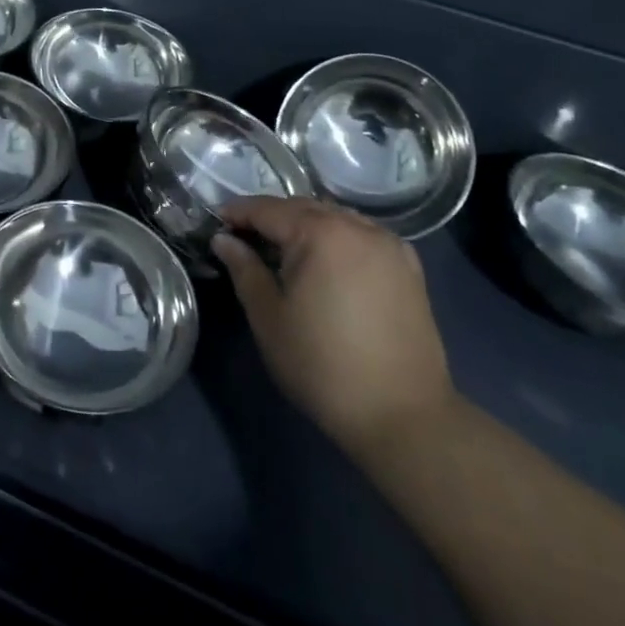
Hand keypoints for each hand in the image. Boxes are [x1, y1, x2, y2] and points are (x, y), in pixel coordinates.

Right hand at [214, 198, 455, 457]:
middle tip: (246, 239)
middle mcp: (356, 226)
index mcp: (319, 233)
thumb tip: (224, 240)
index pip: (267, 209)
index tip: (216, 223)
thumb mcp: (269, 317)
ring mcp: (388, 244)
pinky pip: (363, 235)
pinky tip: (329, 262)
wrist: (404, 417)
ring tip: (285, 251)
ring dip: (305, 225)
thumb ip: (244, 269)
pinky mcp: (408, 266)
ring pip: (334, 217)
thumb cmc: (323, 366)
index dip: (237, 213)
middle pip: (302, 208)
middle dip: (271, 218)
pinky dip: (339, 237)